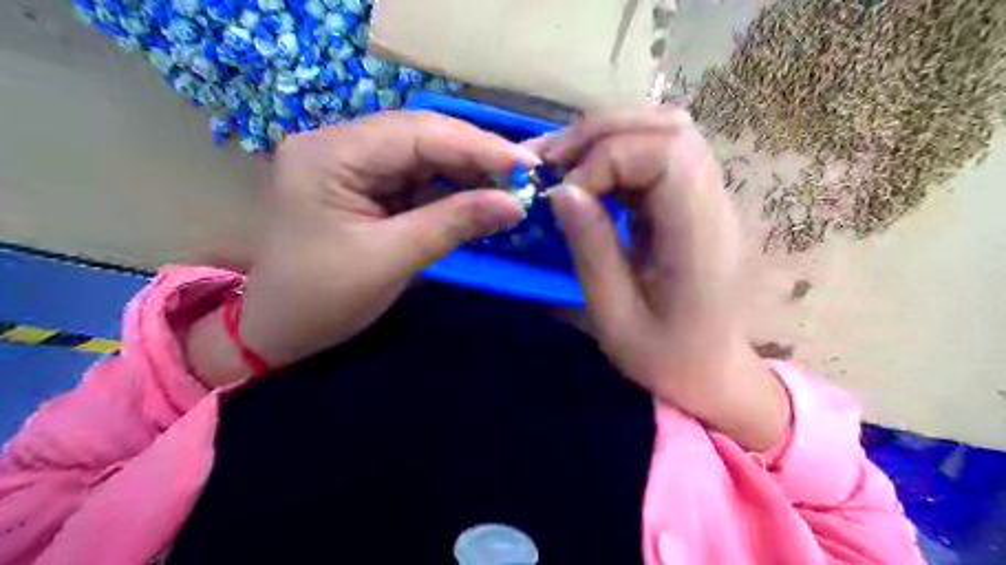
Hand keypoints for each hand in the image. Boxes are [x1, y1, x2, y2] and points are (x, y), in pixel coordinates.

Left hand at [186, 111, 533, 384]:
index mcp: (330, 154)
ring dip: (468, 170)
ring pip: (423, 155)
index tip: (527, 164)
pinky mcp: (364, 185)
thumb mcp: (391, 260)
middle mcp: (338, 145)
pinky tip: (479, 195)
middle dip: (476, 155)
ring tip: (510, 187)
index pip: (417, 133)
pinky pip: (416, 177)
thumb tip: (515, 204)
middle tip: (524, 176)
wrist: (278, 331)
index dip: (478, 146)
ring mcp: (351, 164)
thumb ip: (454, 223)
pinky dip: (451, 188)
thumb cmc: (322, 299)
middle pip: (421, 136)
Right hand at [544, 107, 785, 449]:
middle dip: (602, 133)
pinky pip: (661, 154)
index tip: (567, 193)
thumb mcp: (615, 317)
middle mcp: (714, 205)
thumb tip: (562, 190)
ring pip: (667, 131)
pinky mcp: (695, 203)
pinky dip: (619, 153)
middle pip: (669, 128)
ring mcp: (710, 200)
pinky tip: (590, 175)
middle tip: (552, 161)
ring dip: (610, 136)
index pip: (666, 155)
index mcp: (699, 238)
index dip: (607, 159)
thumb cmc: (664, 358)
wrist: (712, 373)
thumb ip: (591, 250)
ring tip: (565, 161)